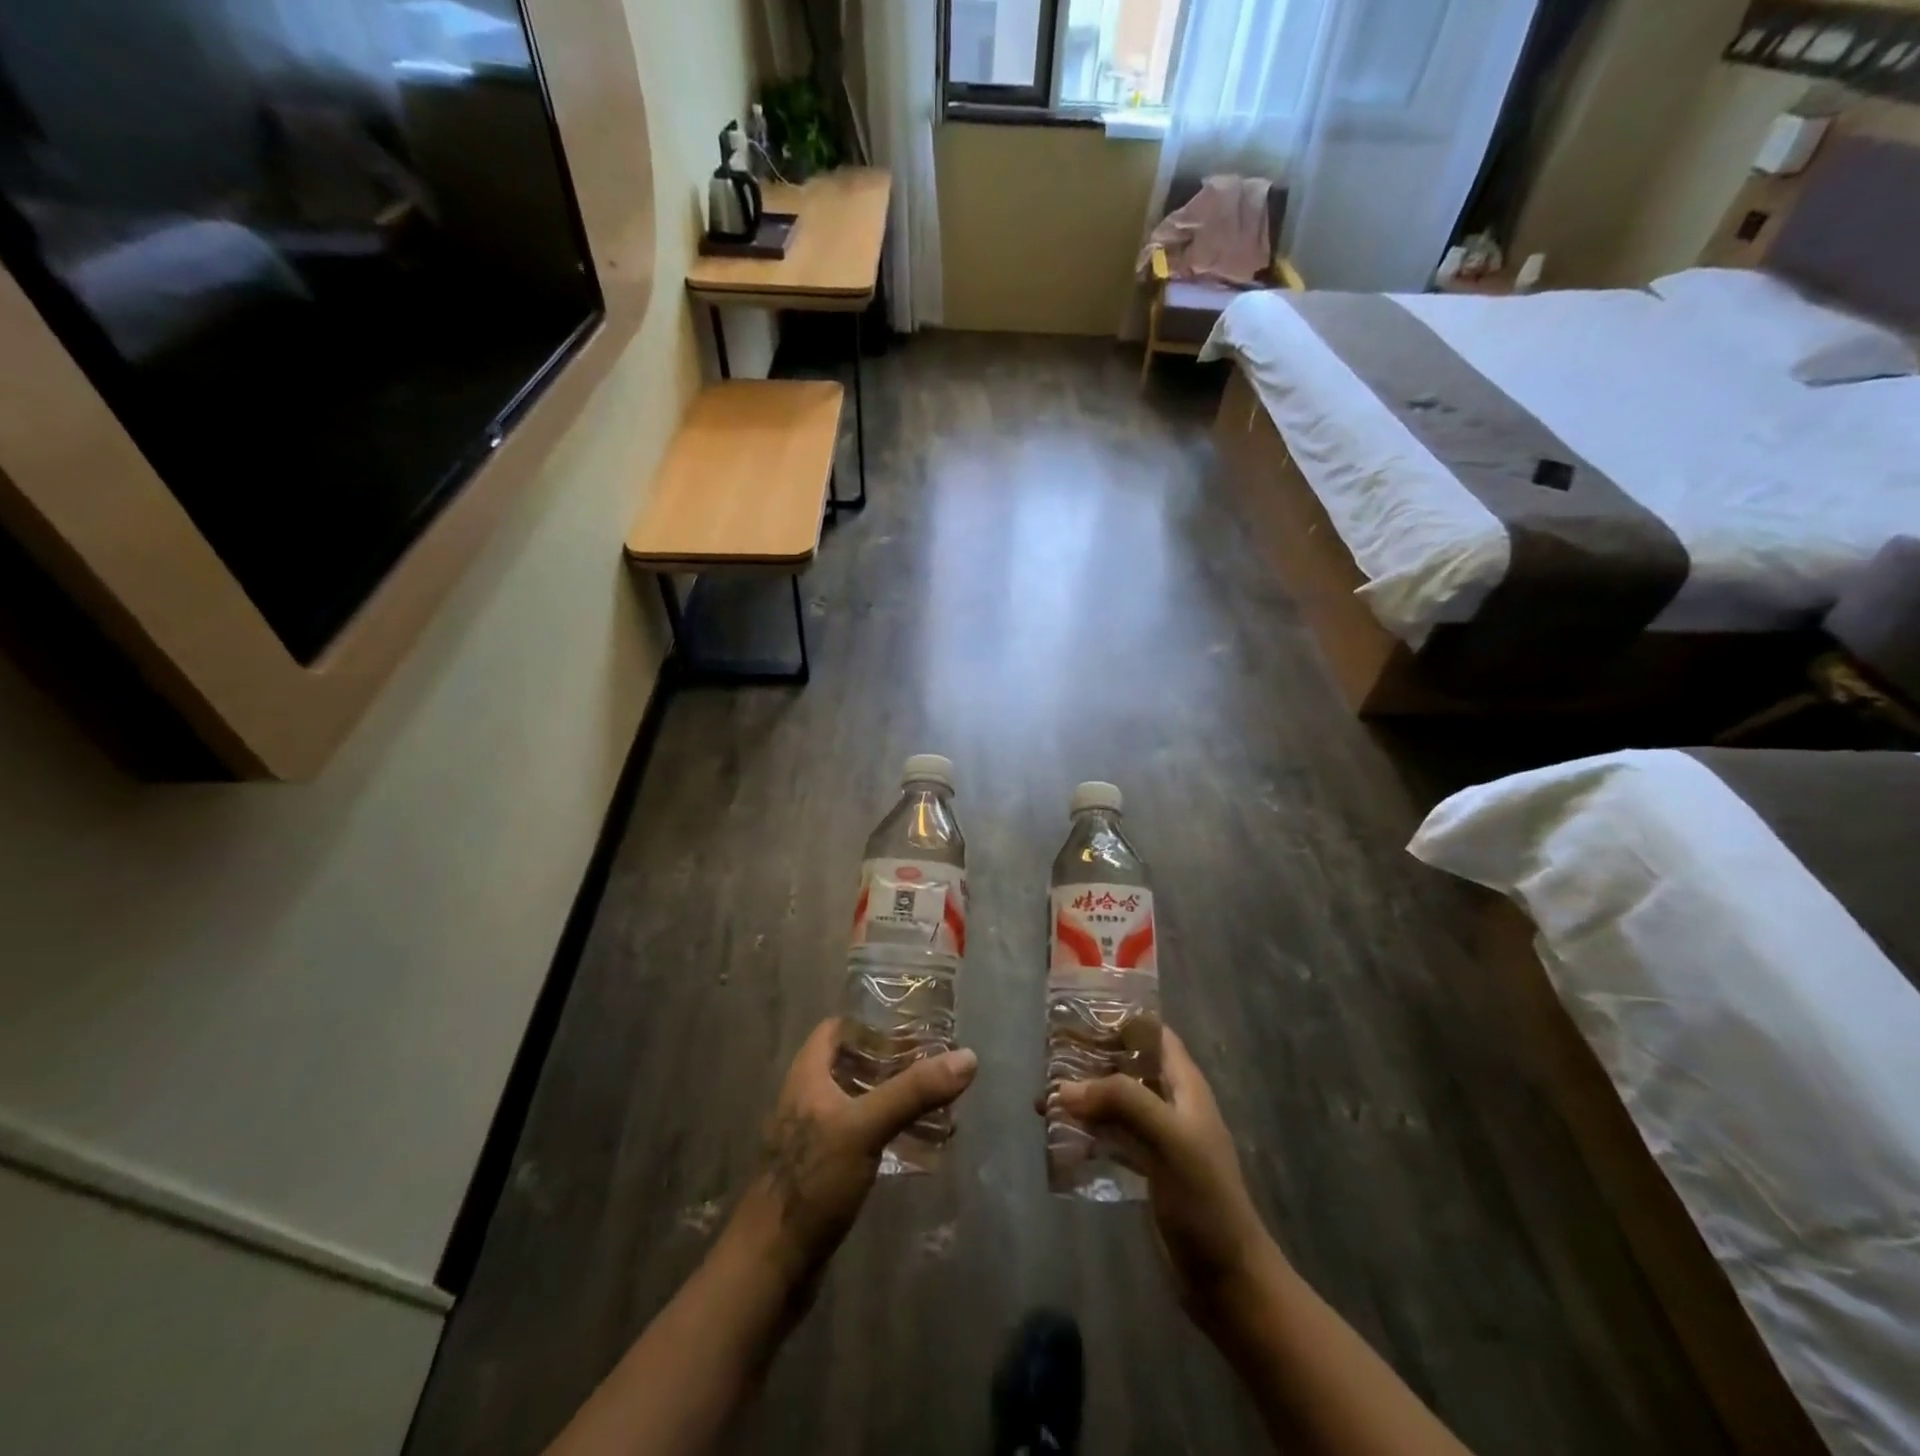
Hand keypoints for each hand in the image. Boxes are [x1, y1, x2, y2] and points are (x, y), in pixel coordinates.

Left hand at [737, 1019, 976, 1282]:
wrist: (771, 1267)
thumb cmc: (812, 1182)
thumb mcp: (865, 1128)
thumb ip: (913, 1092)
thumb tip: (967, 1057)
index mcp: (807, 1075)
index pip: (838, 1028)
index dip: (871, 1022)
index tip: (913, 1026)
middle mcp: (808, 1098)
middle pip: (852, 1064)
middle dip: (892, 1061)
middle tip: (934, 1063)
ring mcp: (814, 1137)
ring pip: (859, 1101)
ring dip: (893, 1098)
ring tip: (936, 1101)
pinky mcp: (824, 1171)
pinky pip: (861, 1137)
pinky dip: (888, 1132)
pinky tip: (917, 1145)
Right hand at [1043, 1028, 1276, 1326]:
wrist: (1227, 1280)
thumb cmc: (1205, 1199)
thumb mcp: (1169, 1139)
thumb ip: (1121, 1102)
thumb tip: (1064, 1088)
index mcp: (1185, 1086)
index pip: (1154, 1035)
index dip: (1122, 1019)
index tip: (1079, 1014)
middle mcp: (1171, 1104)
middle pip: (1128, 1066)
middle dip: (1091, 1059)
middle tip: (1048, 1058)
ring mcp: (1158, 1138)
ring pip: (1115, 1102)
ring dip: (1084, 1097)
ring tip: (1043, 1099)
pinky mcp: (1147, 1170)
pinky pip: (1111, 1138)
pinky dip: (1087, 1132)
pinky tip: (1057, 1138)